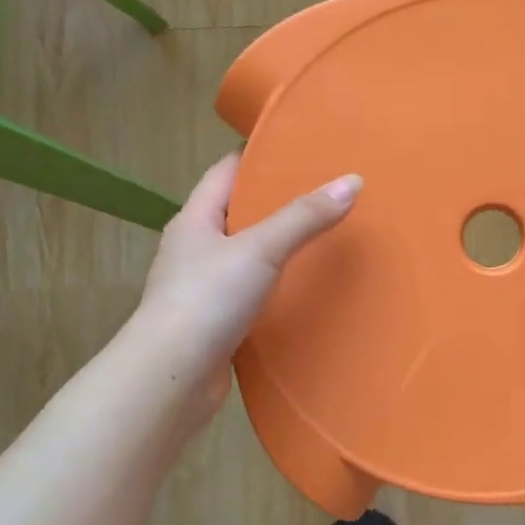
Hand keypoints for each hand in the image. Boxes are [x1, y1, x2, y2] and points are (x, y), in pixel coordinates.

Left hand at [133, 153, 361, 419]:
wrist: (171, 379)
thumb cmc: (207, 299)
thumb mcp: (260, 248)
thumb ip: (305, 216)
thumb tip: (353, 180)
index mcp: (194, 220)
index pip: (226, 172)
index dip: (258, 155)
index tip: (299, 146)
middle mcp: (195, 249)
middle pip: (239, 212)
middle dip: (277, 200)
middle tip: (326, 189)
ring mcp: (203, 287)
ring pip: (247, 254)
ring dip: (279, 245)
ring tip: (325, 234)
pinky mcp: (216, 322)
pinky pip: (252, 291)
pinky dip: (277, 284)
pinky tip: (306, 286)